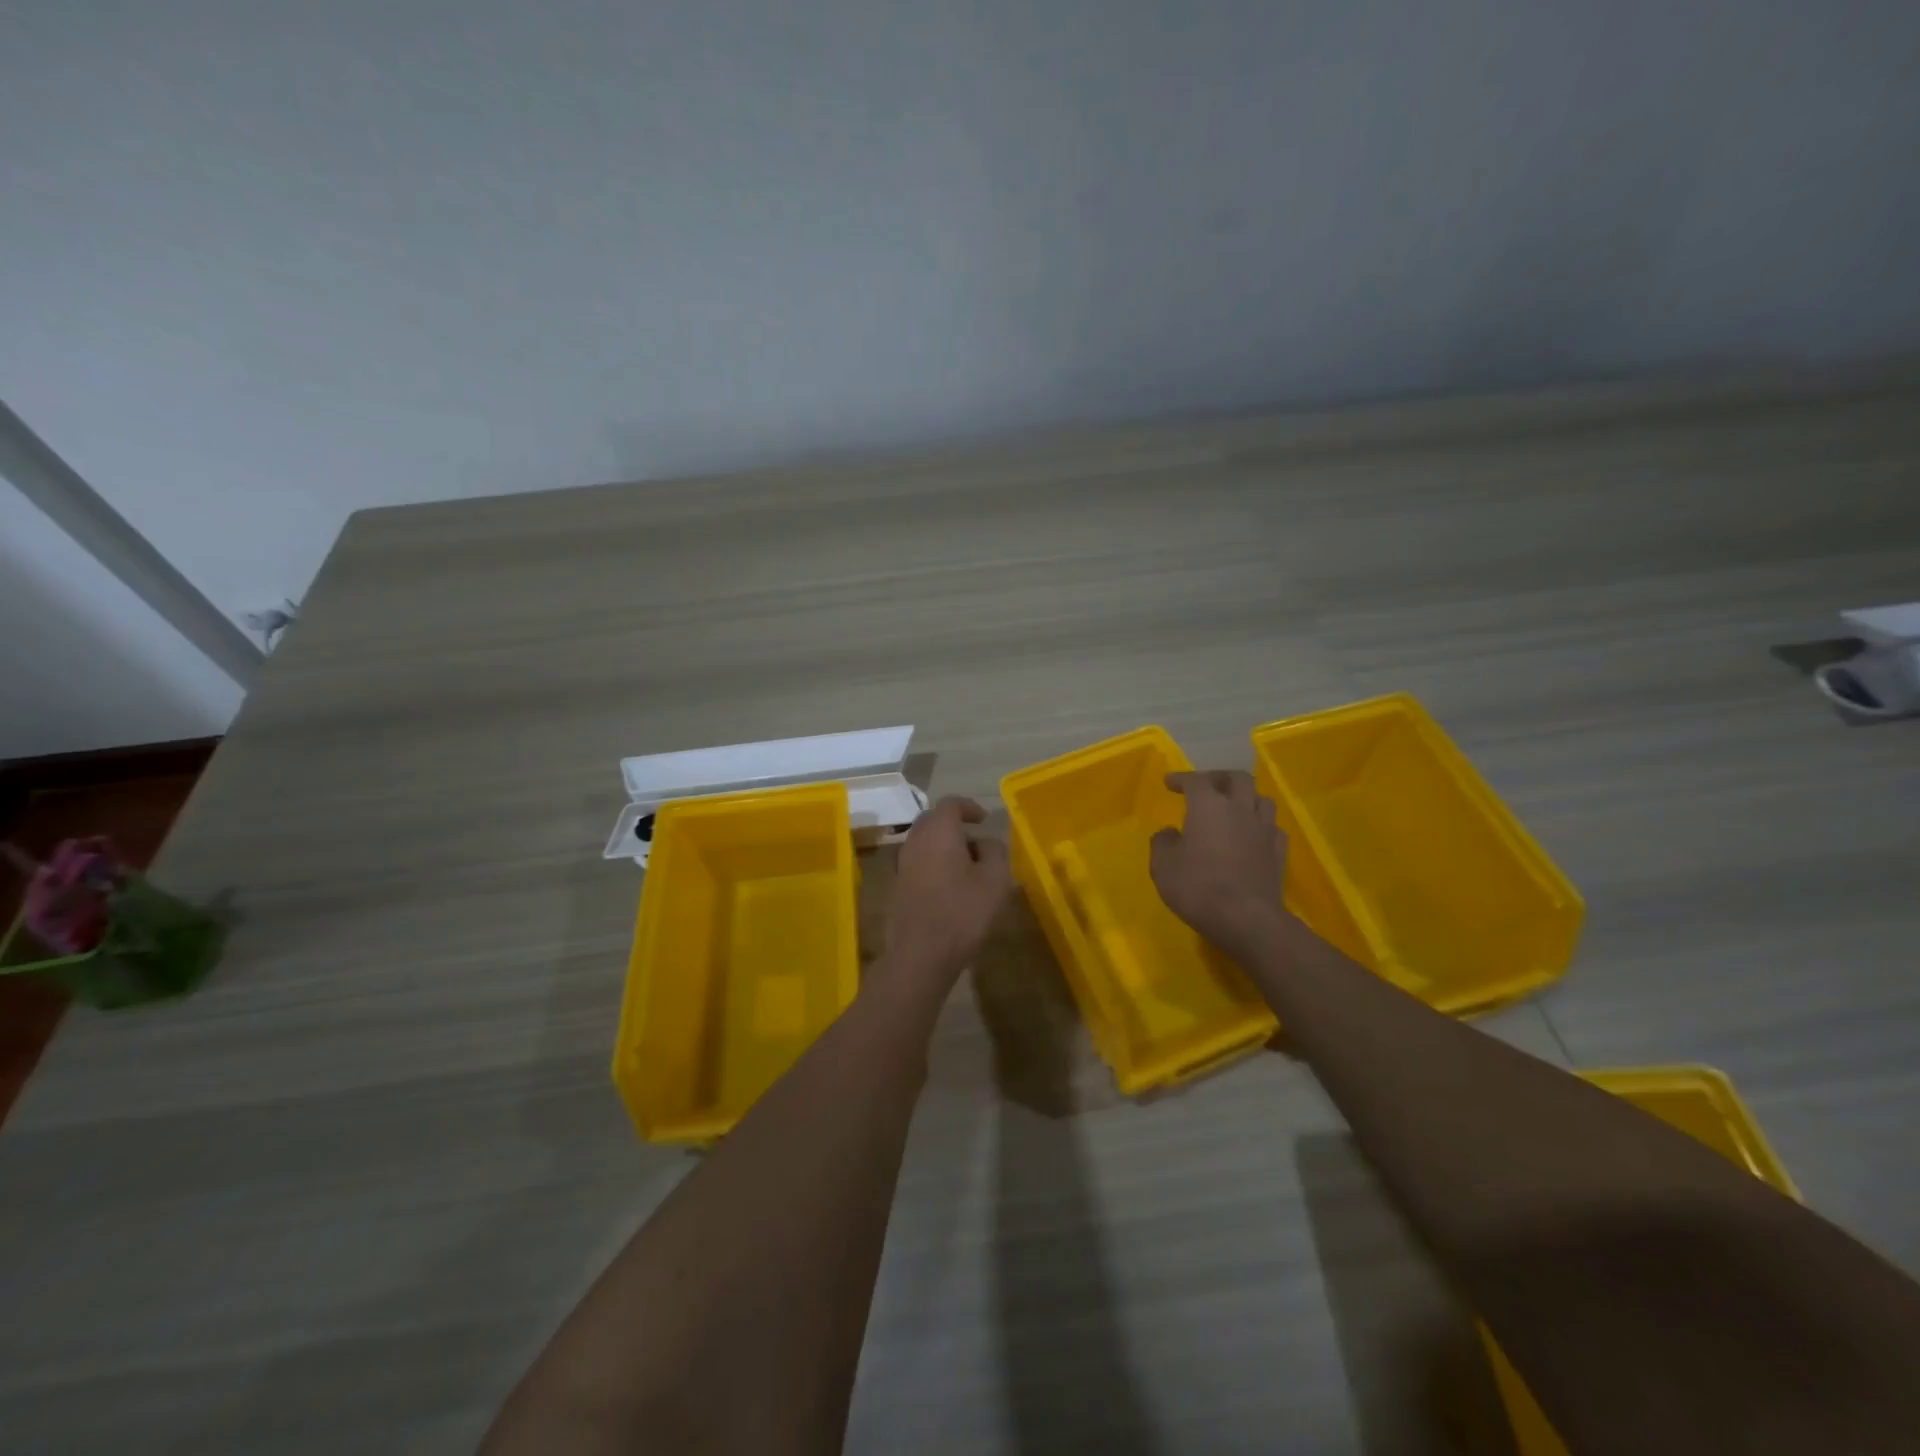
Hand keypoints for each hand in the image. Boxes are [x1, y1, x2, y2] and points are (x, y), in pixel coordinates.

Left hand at [883, 797, 1013, 986]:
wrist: (920, 954)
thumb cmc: (962, 912)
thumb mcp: (995, 880)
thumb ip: (995, 851)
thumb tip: (985, 842)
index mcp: (938, 831)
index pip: (951, 804)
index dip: (969, 807)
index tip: (984, 820)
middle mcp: (915, 840)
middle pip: (933, 820)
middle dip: (955, 826)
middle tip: (977, 842)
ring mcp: (901, 863)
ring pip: (924, 842)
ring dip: (944, 846)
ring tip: (967, 867)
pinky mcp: (897, 886)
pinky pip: (918, 862)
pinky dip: (934, 864)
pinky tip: (950, 887)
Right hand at [1150, 770, 1290, 957]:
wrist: (1246, 918)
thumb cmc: (1198, 887)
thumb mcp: (1163, 866)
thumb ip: (1163, 842)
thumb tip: (1170, 833)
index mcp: (1209, 806)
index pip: (1195, 780)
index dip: (1181, 778)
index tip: (1169, 782)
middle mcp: (1240, 809)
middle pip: (1238, 779)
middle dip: (1220, 778)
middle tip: (1206, 786)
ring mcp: (1264, 830)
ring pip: (1262, 799)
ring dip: (1246, 798)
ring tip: (1234, 808)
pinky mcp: (1279, 852)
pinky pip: (1273, 827)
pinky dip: (1260, 825)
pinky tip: (1252, 835)